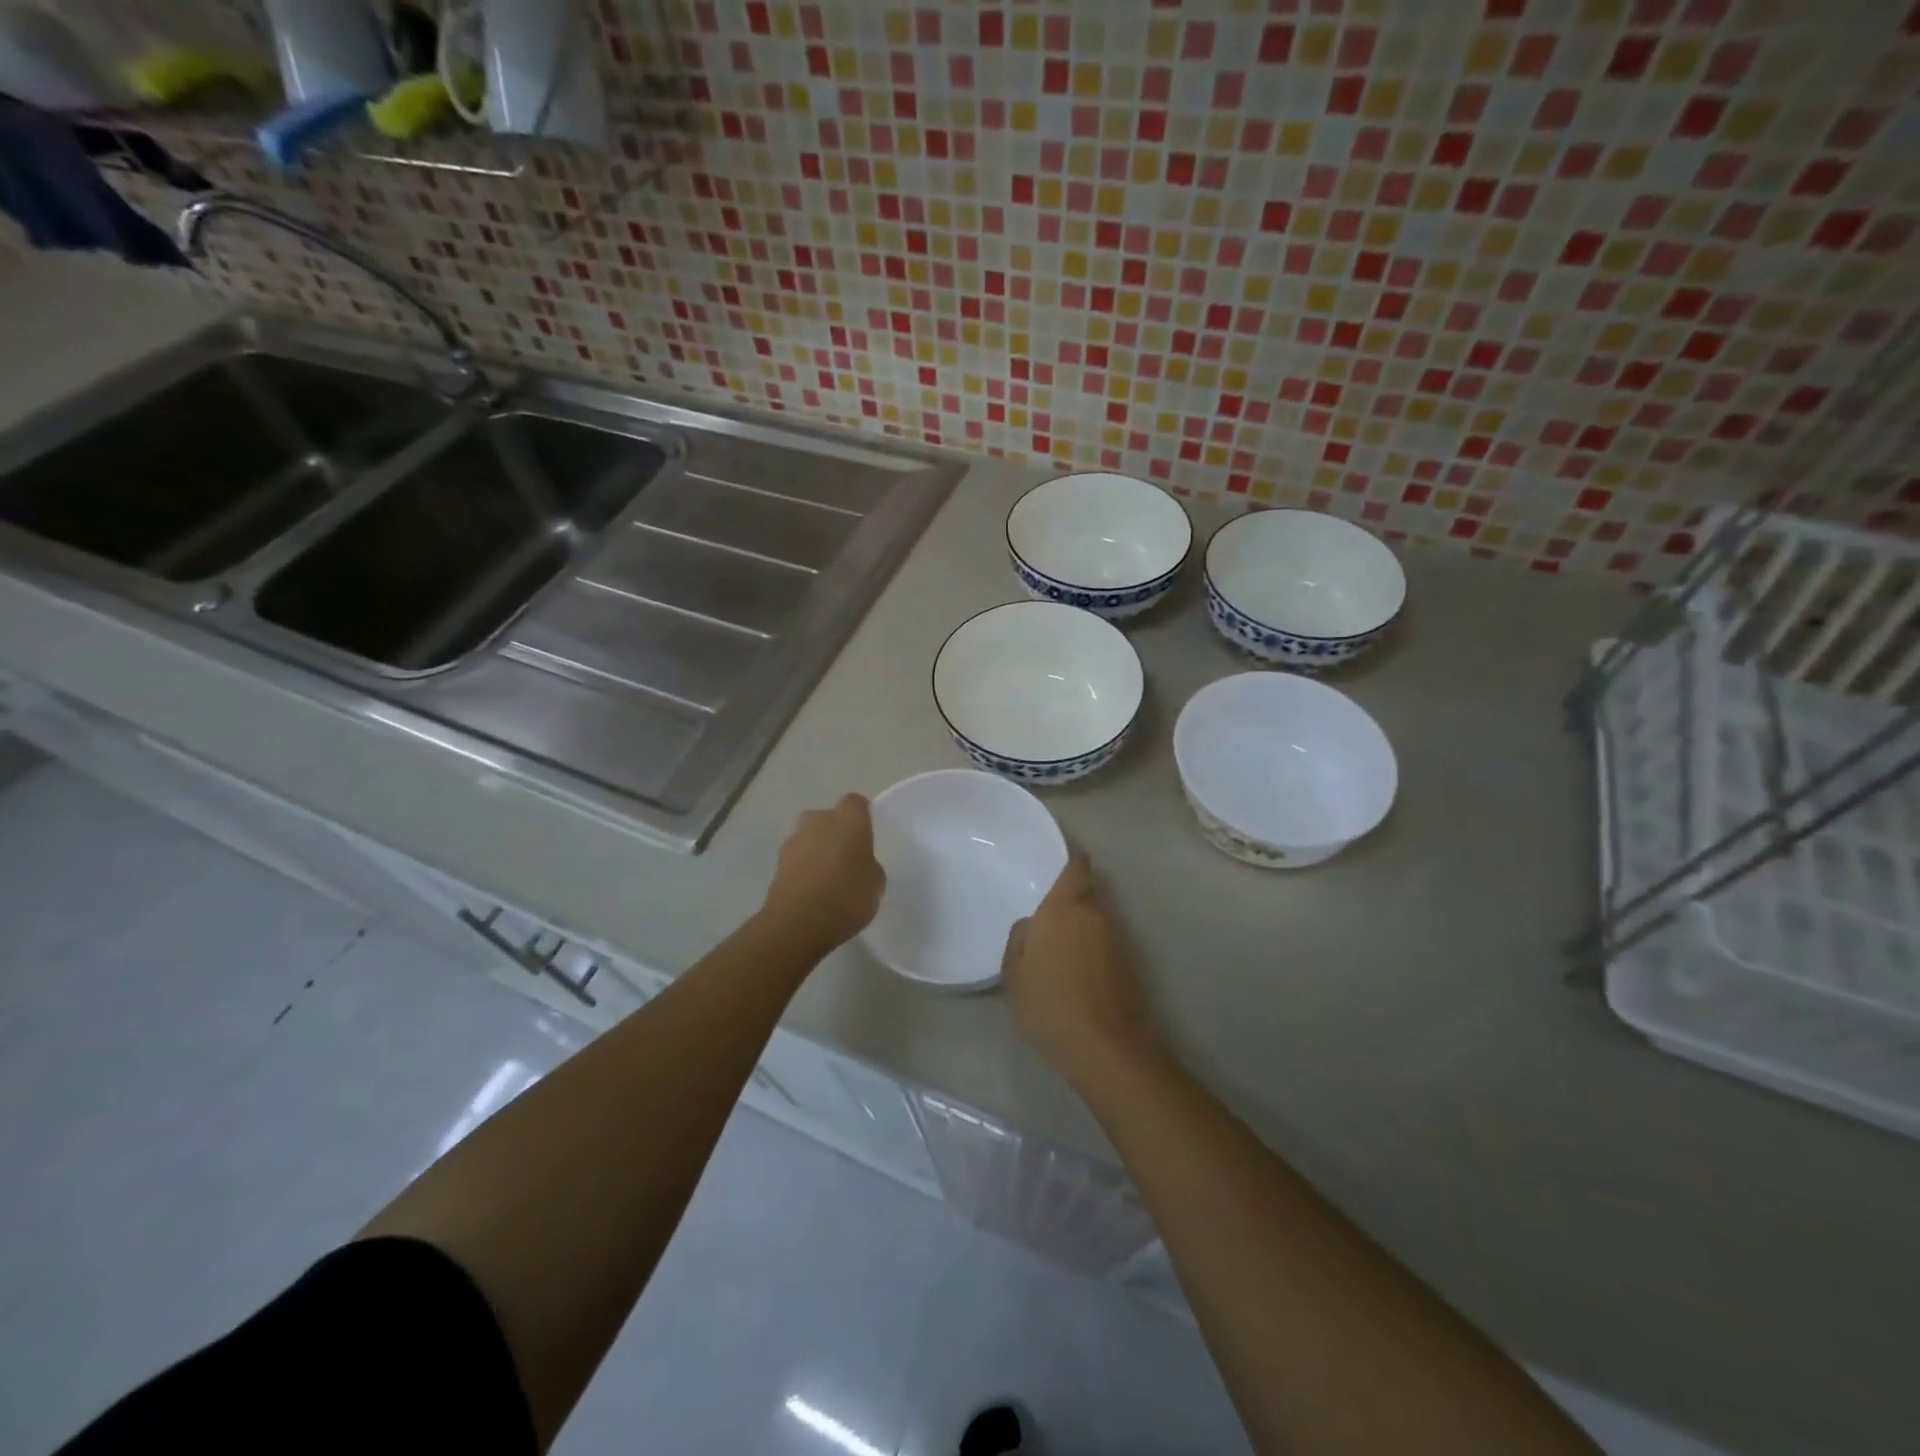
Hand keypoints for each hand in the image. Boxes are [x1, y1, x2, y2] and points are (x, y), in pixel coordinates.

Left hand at [762, 794, 885, 953]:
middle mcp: (819, 821)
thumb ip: (870, 867)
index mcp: (849, 819)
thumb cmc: (847, 897)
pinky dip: (803, 868)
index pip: (855, 803)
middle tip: (846, 856)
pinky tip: (812, 890)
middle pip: (828, 818)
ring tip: (828, 877)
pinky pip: (797, 858)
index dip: (861, 815)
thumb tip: (861, 865)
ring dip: (816, 850)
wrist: (798, 922)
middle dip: (835, 831)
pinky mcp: (777, 863)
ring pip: (809, 837)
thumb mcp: (875, 885)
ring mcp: (794, 840)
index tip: (866, 833)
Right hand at [1002, 850, 1159, 1083]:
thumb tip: (1032, 925)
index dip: (1071, 859)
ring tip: (1058, 944)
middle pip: (1088, 891)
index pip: (1077, 867)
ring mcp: (1118, 939)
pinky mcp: (1130, 963)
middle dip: (1071, 897)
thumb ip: (1020, 939)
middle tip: (1047, 912)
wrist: (1106, 1047)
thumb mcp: (1015, 973)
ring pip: (1097, 918)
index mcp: (1065, 907)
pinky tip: (1075, 967)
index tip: (1059, 859)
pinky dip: (1092, 946)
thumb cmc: (1050, 1004)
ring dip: (1082, 923)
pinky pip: (1104, 941)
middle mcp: (1096, 914)